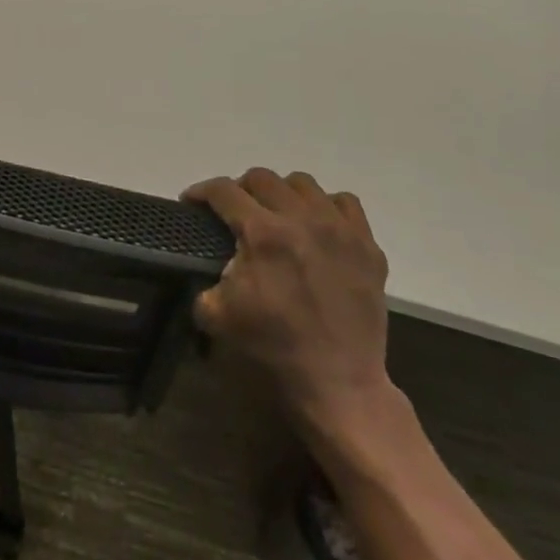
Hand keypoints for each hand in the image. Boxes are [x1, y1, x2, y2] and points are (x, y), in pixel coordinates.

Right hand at [183, 169, 393, 444]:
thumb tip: (205, 267)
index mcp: (263, 234)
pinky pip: (344, 203)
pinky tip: (316, 227)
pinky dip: (325, 207)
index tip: (191, 202)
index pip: (223, 191)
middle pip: (262, 178)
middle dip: (239, 189)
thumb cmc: (273, 347)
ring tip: (276, 215)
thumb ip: (204, 279)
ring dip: (281, 194)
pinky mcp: (368, 246)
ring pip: (303, 184)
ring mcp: (341, 230)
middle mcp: (302, 220)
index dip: (200, 191)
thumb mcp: (217, 316)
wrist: (338, 381)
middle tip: (233, 212)